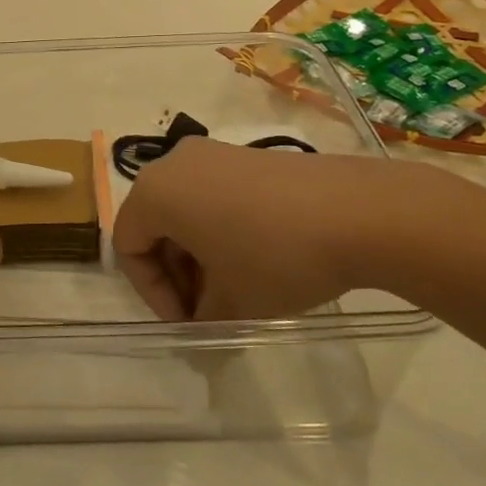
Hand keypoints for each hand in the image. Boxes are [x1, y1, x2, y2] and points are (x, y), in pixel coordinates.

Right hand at [112, 137, 455, 320]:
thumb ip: (201, 320)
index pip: (128, 246)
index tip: (188, 321)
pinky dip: (219, 228)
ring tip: (233, 288)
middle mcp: (173, 163)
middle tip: (207, 309)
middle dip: (175, 273)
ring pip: (184, 209)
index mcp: (154, 192)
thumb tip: (199, 331)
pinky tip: (255, 257)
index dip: (152, 292)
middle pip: (154, 224)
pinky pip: (212, 194)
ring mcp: (211, 154)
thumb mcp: (233, 303)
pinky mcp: (244, 155)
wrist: (357, 212)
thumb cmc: (275, 256)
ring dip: (197, 253)